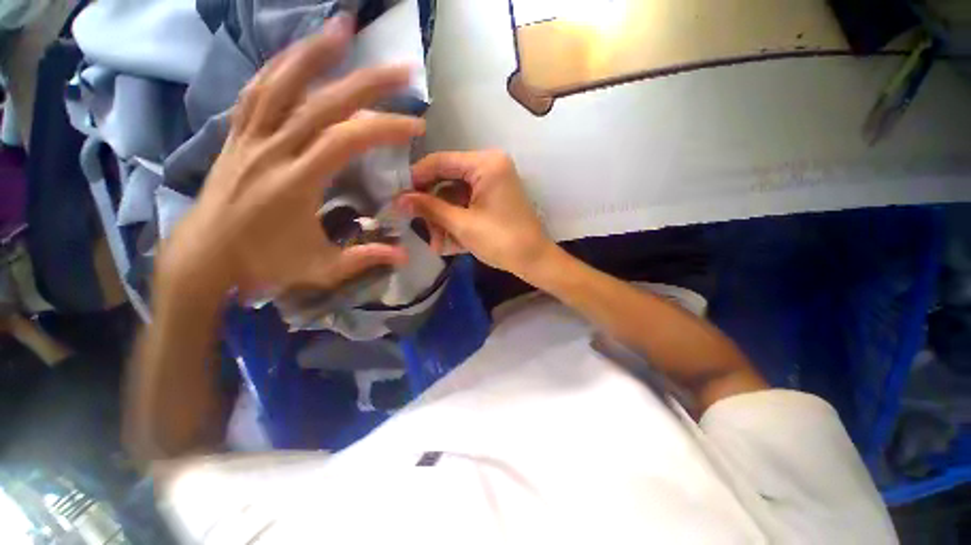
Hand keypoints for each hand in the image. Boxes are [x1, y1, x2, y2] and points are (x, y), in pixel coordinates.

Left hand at [158, 16, 422, 295]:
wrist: (205, 257)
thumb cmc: (265, 264)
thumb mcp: (321, 269)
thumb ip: (365, 258)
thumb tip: (405, 254)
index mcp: (296, 182)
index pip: (346, 141)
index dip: (385, 129)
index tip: (415, 126)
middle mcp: (272, 151)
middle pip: (321, 103)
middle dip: (367, 82)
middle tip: (400, 68)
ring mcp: (249, 138)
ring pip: (281, 83)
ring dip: (314, 53)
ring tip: (342, 29)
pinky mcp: (235, 137)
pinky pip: (256, 92)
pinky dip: (277, 68)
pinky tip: (295, 55)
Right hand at [398, 151, 553, 276]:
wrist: (534, 261)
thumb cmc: (501, 241)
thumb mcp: (462, 225)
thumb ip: (429, 208)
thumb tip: (398, 200)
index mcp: (485, 164)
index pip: (440, 162)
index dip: (416, 179)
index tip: (398, 197)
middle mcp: (490, 166)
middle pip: (447, 181)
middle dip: (434, 210)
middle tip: (421, 231)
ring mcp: (493, 182)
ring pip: (456, 196)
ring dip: (445, 221)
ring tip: (440, 246)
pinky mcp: (494, 198)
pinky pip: (468, 204)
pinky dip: (458, 222)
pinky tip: (452, 243)